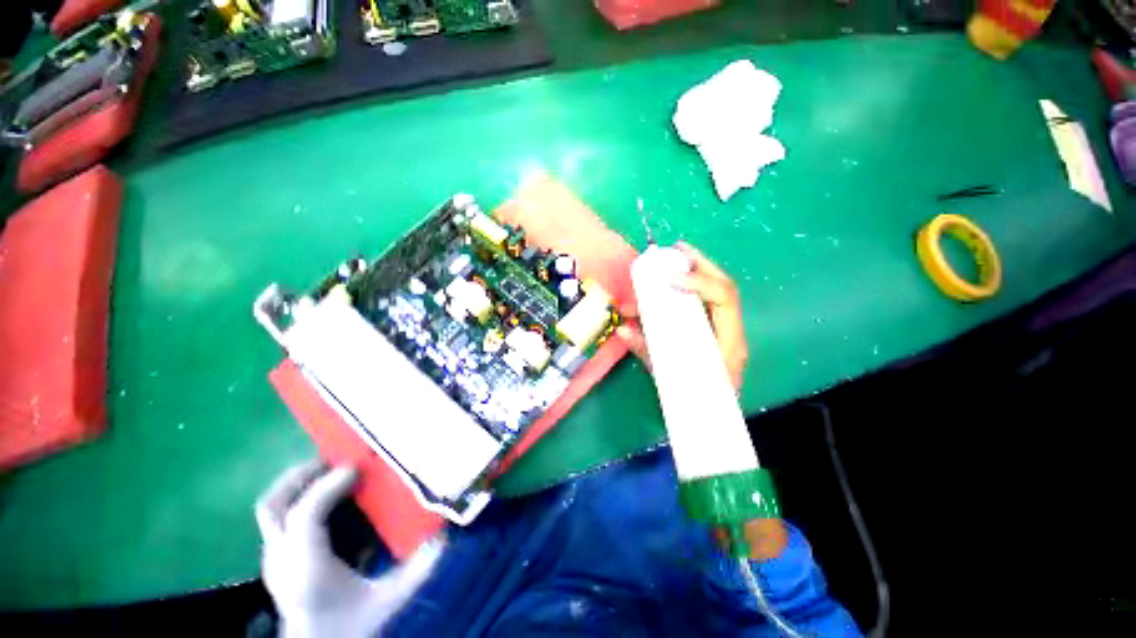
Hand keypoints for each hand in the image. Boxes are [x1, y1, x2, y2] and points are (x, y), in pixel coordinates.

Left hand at [256, 461, 444, 637]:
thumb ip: (417, 571)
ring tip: (329, 469)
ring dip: (298, 482)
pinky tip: (326, 496)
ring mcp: (274, 558)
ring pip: (270, 508)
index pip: (305, 517)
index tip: (355, 468)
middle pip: (274, 505)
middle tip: (336, 458)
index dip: (328, 487)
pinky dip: (300, 495)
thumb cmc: (349, 626)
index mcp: (307, 569)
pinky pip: (281, 516)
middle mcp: (282, 559)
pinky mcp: (277, 558)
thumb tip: (445, 538)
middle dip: (302, 475)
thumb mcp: (387, 602)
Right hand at [616, 244, 782, 559]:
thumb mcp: (669, 378)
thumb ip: (646, 351)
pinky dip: (690, 290)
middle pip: (724, 289)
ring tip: (672, 261)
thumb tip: (622, 328)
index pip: (723, 300)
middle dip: (700, 265)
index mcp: (727, 345)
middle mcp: (730, 334)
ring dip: (694, 274)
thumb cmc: (698, 409)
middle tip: (676, 251)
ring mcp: (724, 334)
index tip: (668, 279)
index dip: (698, 283)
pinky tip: (674, 284)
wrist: (715, 430)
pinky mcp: (713, 336)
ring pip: (716, 295)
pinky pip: (705, 306)